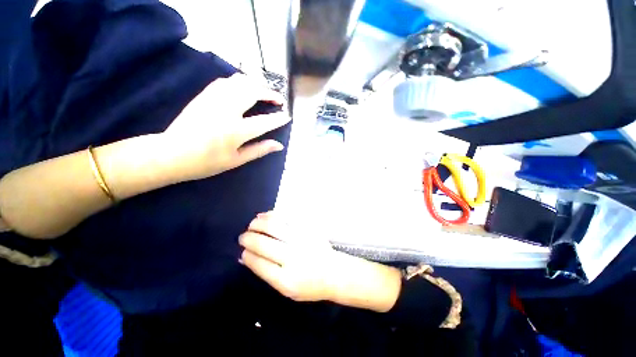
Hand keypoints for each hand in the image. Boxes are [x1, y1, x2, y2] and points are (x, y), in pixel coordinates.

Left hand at [161, 74, 289, 181]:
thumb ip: (259, 150)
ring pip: (239, 81)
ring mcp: (213, 99)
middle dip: (269, 93)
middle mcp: (226, 110)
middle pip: (252, 92)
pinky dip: (239, 82)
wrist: (171, 154)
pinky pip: (225, 81)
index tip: (287, 116)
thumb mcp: (236, 160)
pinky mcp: (204, 95)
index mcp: (236, 131)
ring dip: (256, 84)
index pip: (264, 121)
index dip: (278, 118)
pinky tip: (244, 88)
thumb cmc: (206, 162)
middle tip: (278, 99)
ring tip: (264, 92)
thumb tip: (279, 145)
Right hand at [239, 212, 343, 301]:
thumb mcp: (286, 290)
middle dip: (248, 238)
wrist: (334, 272)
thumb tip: (246, 257)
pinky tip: (266, 216)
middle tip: (244, 236)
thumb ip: (266, 273)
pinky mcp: (308, 229)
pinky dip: (273, 215)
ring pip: (273, 226)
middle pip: (263, 243)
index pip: (258, 263)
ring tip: (253, 224)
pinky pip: (287, 217)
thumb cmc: (310, 285)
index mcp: (285, 279)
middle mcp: (292, 257)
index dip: (247, 254)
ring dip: (258, 223)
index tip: (242, 250)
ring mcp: (301, 240)